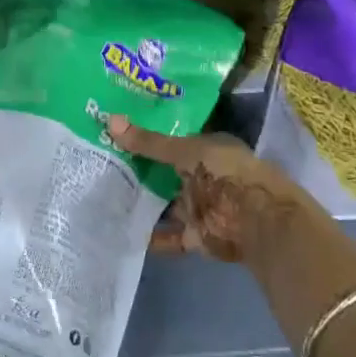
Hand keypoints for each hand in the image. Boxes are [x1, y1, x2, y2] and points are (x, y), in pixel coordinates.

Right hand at [107, 116, 307, 264]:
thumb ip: (149, 142)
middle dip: (136, 171)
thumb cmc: (225, 173)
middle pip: (164, 173)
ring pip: (163, 204)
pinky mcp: (196, 236)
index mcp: (205, 149)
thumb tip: (109, 120)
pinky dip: (150, 236)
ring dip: (140, 203)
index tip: (112, 134)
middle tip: (97, 163)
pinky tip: (120, 231)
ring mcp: (199, 207)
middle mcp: (202, 176)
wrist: (258, 221)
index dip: (144, 137)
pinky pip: (168, 236)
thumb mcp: (185, 150)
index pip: (170, 141)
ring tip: (100, 197)